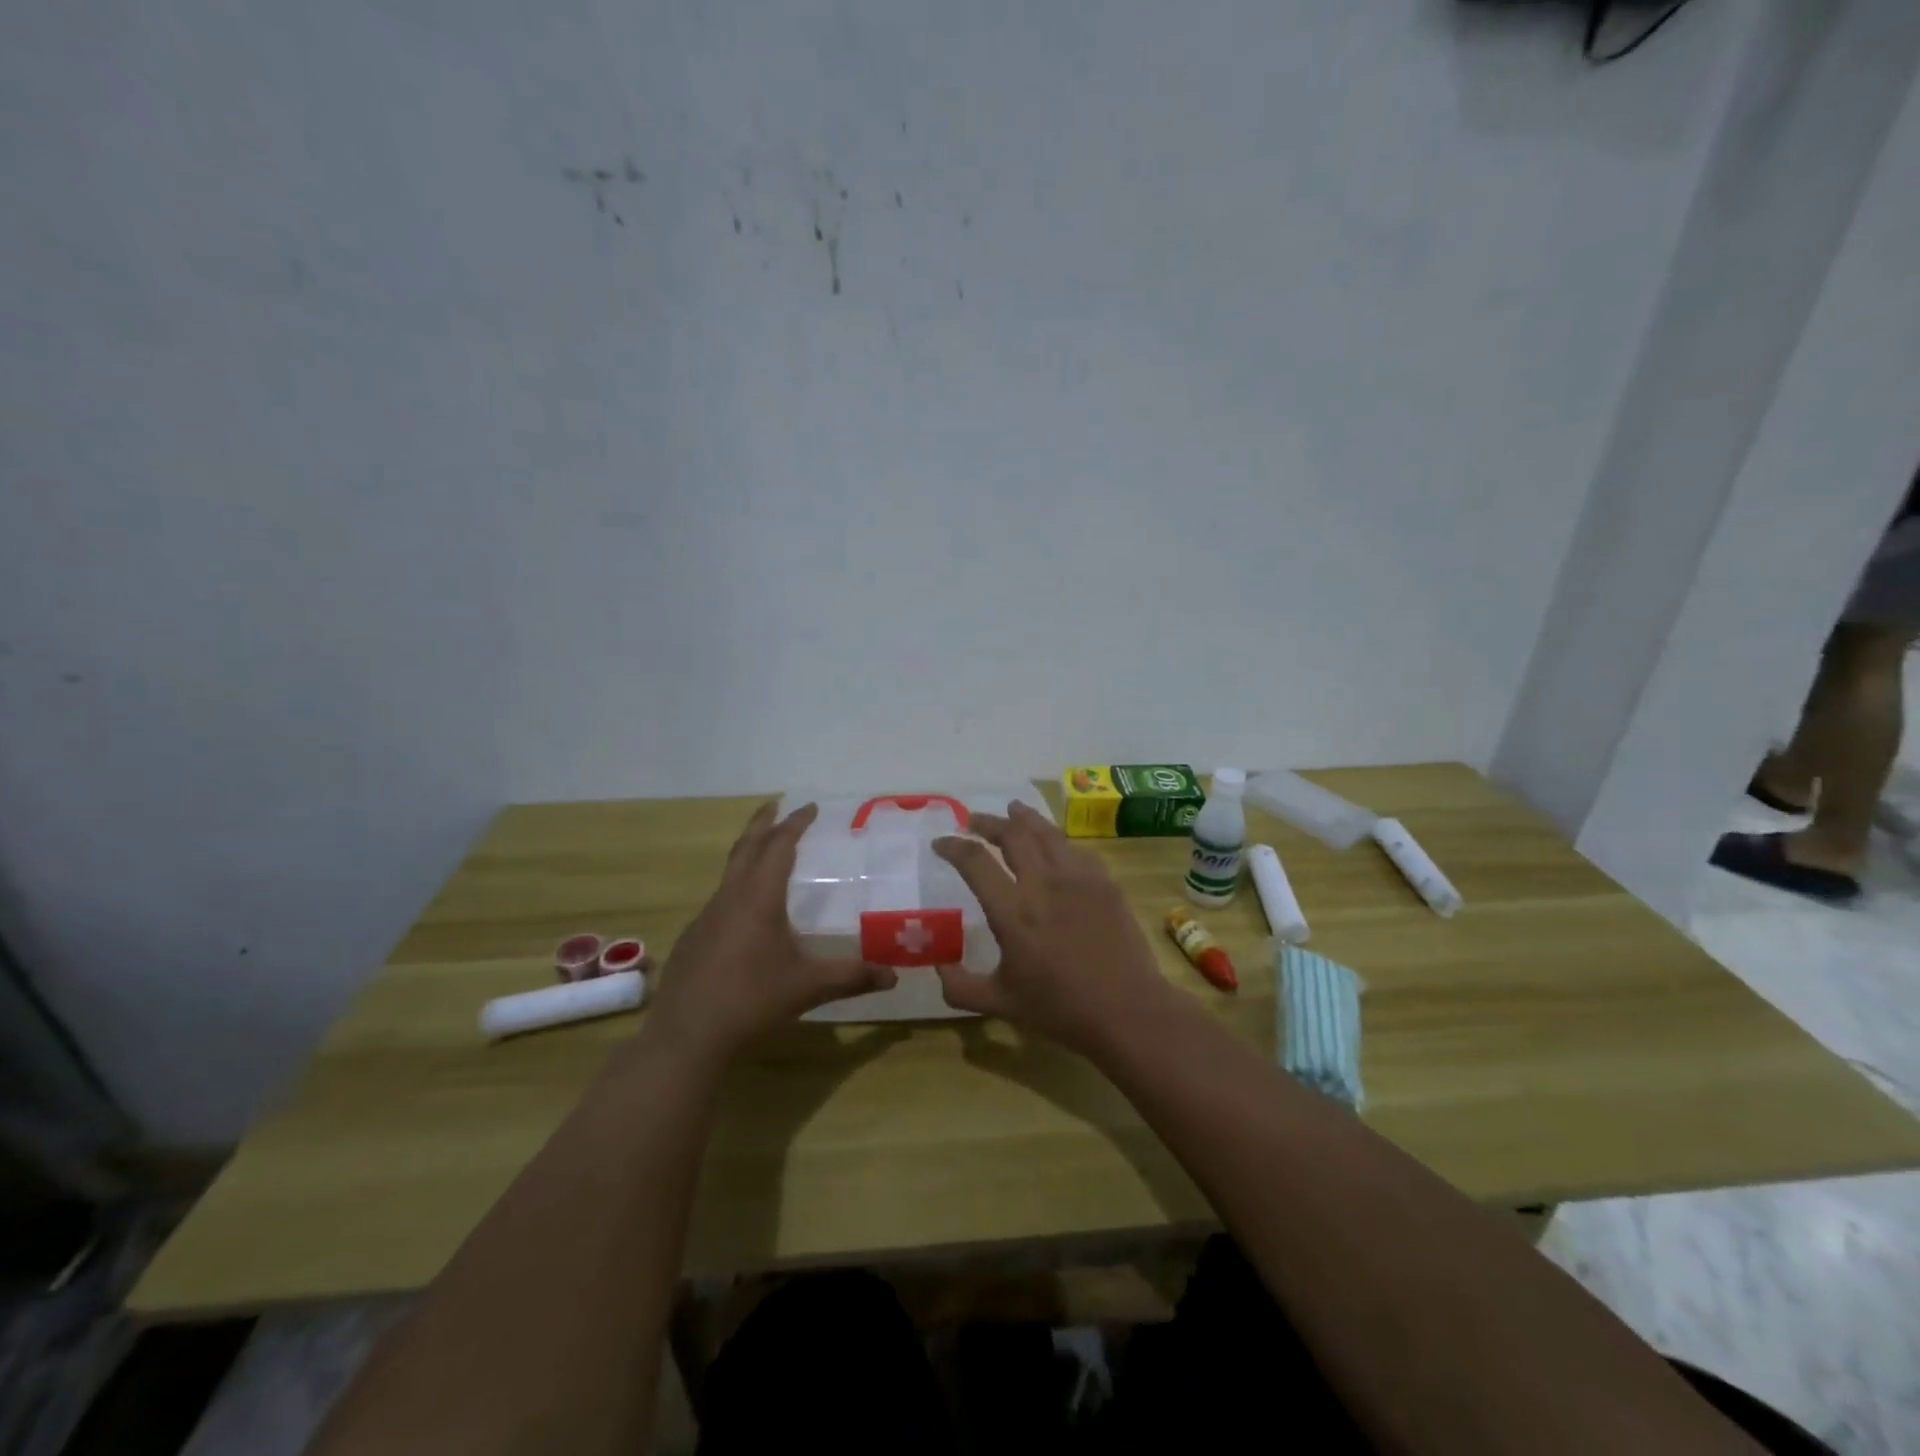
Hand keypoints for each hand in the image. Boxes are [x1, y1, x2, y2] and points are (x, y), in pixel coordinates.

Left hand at [641, 801, 896, 1062]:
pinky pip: (720, 897)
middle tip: (778, 804)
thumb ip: (852, 977)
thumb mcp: (808, 987)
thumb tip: (893, 975)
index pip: (779, 846)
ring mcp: (706, 917)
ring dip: (748, 851)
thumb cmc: (751, 1002)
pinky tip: (746, 909)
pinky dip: (737, 884)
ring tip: (766, 850)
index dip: (795, 824)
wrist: (686, 1038)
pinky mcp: (693, 938)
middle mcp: (729, 898)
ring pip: (729, 871)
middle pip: (746, 846)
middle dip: (763, 822)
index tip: (810, 807)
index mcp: (758, 898)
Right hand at [932, 802, 1175, 1053]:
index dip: (953, 846)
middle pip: (1012, 834)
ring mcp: (1077, 878)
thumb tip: (938, 968)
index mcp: (1012, 911)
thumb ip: (961, 987)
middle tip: (974, 820)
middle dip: (988, 822)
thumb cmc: (1061, 1009)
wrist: (1127, 1010)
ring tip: (1013, 810)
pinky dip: (1057, 839)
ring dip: (1024, 818)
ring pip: (1046, 833)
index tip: (941, 842)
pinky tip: (1054, 843)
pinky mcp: (1104, 882)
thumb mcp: (1001, 1004)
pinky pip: (1076, 849)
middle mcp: (1042, 883)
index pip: (975, 862)